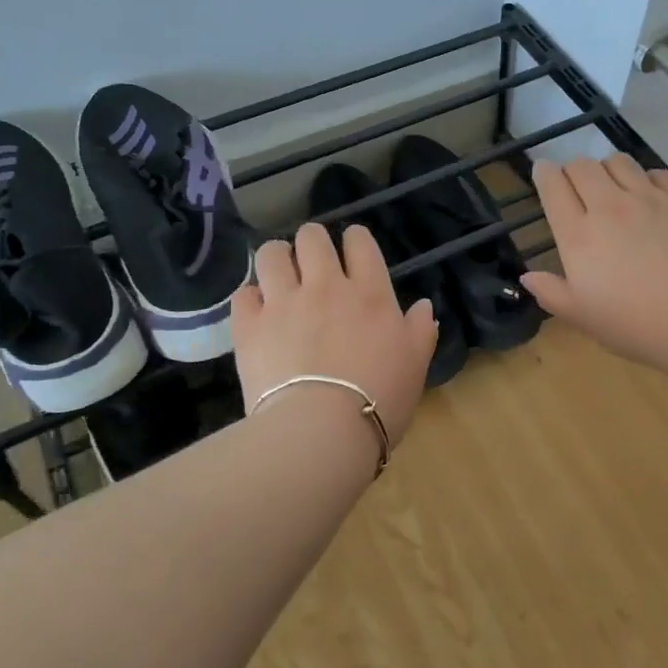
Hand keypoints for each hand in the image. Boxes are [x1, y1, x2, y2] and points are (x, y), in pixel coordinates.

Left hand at [231, 222, 438, 451]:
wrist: (322, 430)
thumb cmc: (380, 399)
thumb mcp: (416, 365)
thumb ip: (420, 330)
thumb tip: (424, 305)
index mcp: (369, 293)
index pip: (360, 243)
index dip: (355, 240)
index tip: (352, 249)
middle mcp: (325, 286)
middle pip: (312, 238)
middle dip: (312, 242)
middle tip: (312, 262)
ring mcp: (283, 303)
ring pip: (272, 255)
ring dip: (277, 258)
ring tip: (279, 275)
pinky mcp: (250, 326)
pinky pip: (244, 294)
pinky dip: (251, 297)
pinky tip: (258, 310)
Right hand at [521, 156, 667, 371]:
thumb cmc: (634, 325)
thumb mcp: (581, 317)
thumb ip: (550, 293)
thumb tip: (528, 277)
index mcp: (580, 235)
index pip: (553, 187)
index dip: (543, 174)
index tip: (542, 173)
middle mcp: (611, 206)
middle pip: (583, 166)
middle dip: (572, 170)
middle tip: (575, 187)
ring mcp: (652, 199)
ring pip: (620, 162)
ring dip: (608, 170)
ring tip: (612, 188)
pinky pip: (659, 173)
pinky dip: (647, 179)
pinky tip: (651, 198)